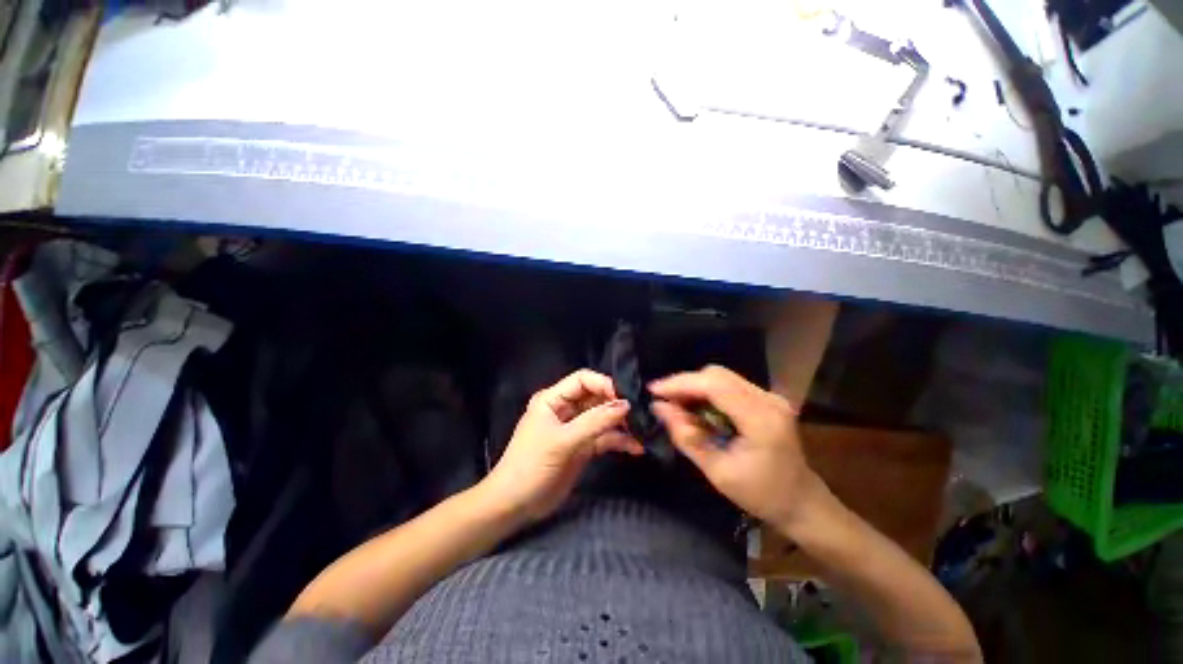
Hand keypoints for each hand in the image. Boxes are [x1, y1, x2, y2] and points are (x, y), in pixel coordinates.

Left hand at [482, 370, 643, 523]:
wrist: (515, 505)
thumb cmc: (531, 465)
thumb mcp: (563, 441)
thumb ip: (595, 422)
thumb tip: (625, 404)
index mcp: (553, 399)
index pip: (583, 380)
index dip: (604, 384)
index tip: (624, 398)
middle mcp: (565, 409)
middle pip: (596, 397)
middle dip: (616, 404)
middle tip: (639, 414)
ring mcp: (575, 428)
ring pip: (603, 418)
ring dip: (621, 423)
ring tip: (642, 431)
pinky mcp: (583, 447)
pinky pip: (604, 438)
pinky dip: (619, 441)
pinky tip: (635, 447)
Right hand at [650, 365, 829, 532]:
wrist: (802, 503)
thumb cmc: (761, 495)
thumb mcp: (717, 472)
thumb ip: (686, 436)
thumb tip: (659, 407)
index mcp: (760, 419)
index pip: (714, 385)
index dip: (680, 383)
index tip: (654, 391)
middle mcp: (768, 399)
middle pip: (717, 375)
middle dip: (685, 384)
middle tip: (664, 401)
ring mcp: (770, 396)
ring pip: (721, 377)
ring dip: (695, 387)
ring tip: (676, 405)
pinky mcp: (766, 399)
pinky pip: (729, 385)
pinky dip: (707, 392)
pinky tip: (697, 407)